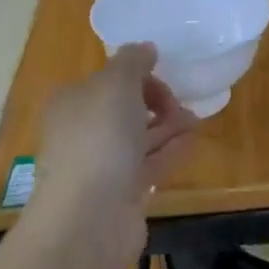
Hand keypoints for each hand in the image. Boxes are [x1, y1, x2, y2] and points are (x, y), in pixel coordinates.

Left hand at [27, 44, 198, 266]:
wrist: (89, 219)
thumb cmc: (99, 139)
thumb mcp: (116, 83)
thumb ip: (133, 60)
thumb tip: (145, 49)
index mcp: (72, 102)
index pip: (108, 79)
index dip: (138, 74)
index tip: (164, 75)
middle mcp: (82, 132)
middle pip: (124, 108)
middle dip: (156, 101)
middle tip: (181, 103)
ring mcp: (100, 166)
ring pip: (139, 137)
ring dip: (168, 125)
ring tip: (196, 119)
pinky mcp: (121, 193)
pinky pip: (150, 164)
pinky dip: (170, 150)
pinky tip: (192, 141)